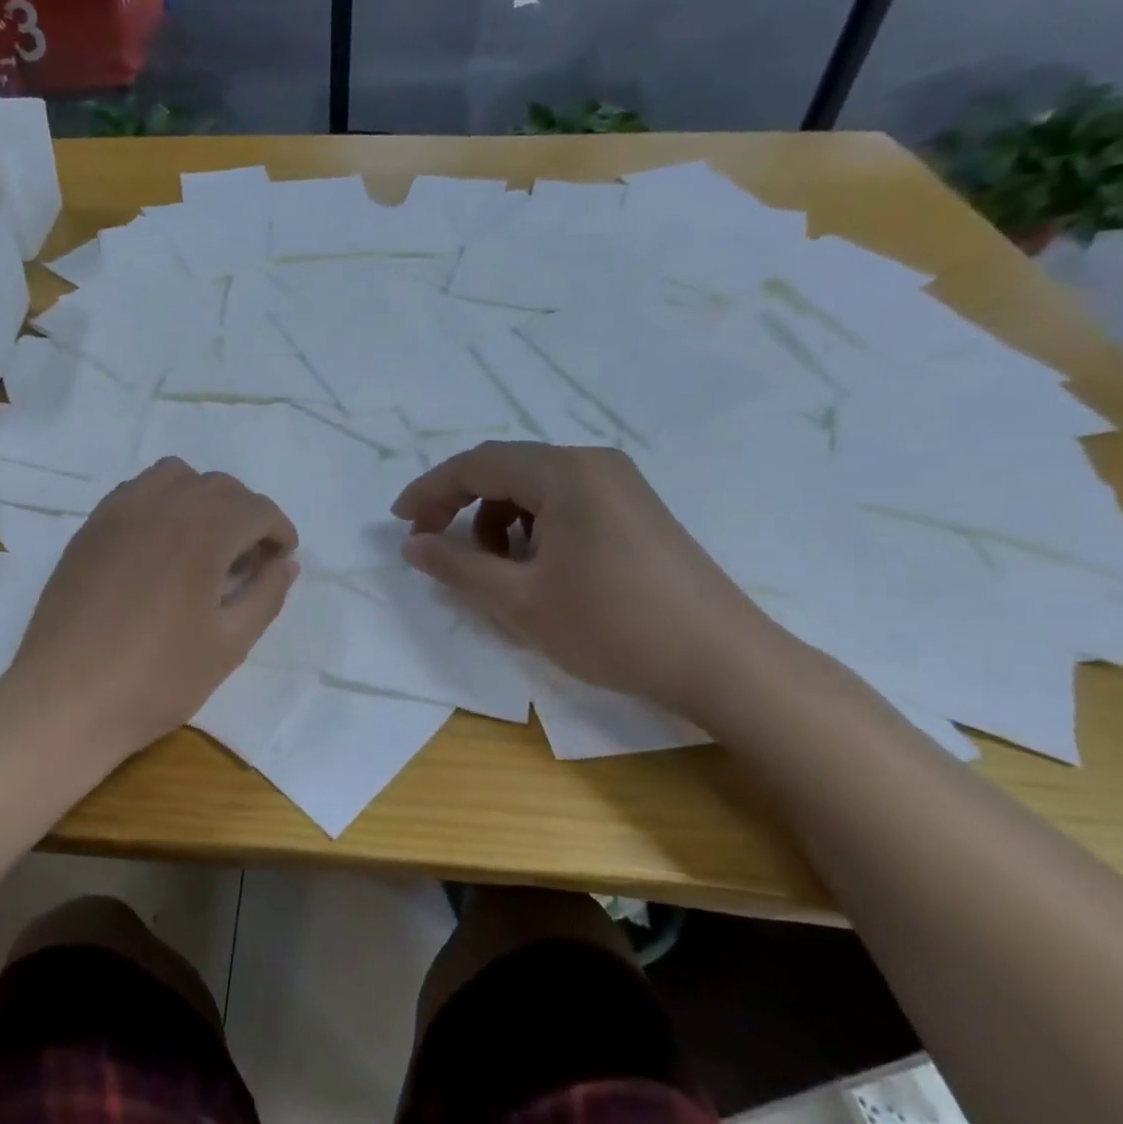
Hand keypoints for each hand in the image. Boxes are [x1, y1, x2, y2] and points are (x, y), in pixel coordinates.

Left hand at [0, 458, 298, 762]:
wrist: (66, 700)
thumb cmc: (156, 679)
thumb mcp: (229, 645)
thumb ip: (266, 595)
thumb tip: (286, 563)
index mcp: (202, 532)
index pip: (257, 508)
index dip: (280, 530)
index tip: (281, 559)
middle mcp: (162, 505)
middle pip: (220, 486)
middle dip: (246, 514)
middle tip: (250, 558)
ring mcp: (119, 512)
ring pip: (176, 476)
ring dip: (203, 498)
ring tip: (205, 541)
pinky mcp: (90, 527)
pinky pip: (137, 490)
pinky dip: (162, 501)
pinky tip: (161, 544)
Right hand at [391, 442, 777, 719]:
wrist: (722, 660)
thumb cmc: (612, 626)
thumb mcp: (519, 601)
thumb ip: (457, 566)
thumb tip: (412, 545)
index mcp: (564, 473)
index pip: (476, 464)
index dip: (430, 491)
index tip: (400, 524)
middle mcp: (592, 463)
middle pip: (504, 468)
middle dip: (460, 504)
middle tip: (432, 543)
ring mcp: (619, 484)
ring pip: (533, 487)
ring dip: (497, 519)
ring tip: (493, 569)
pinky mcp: (634, 508)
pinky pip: (564, 502)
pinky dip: (532, 527)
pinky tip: (536, 567)